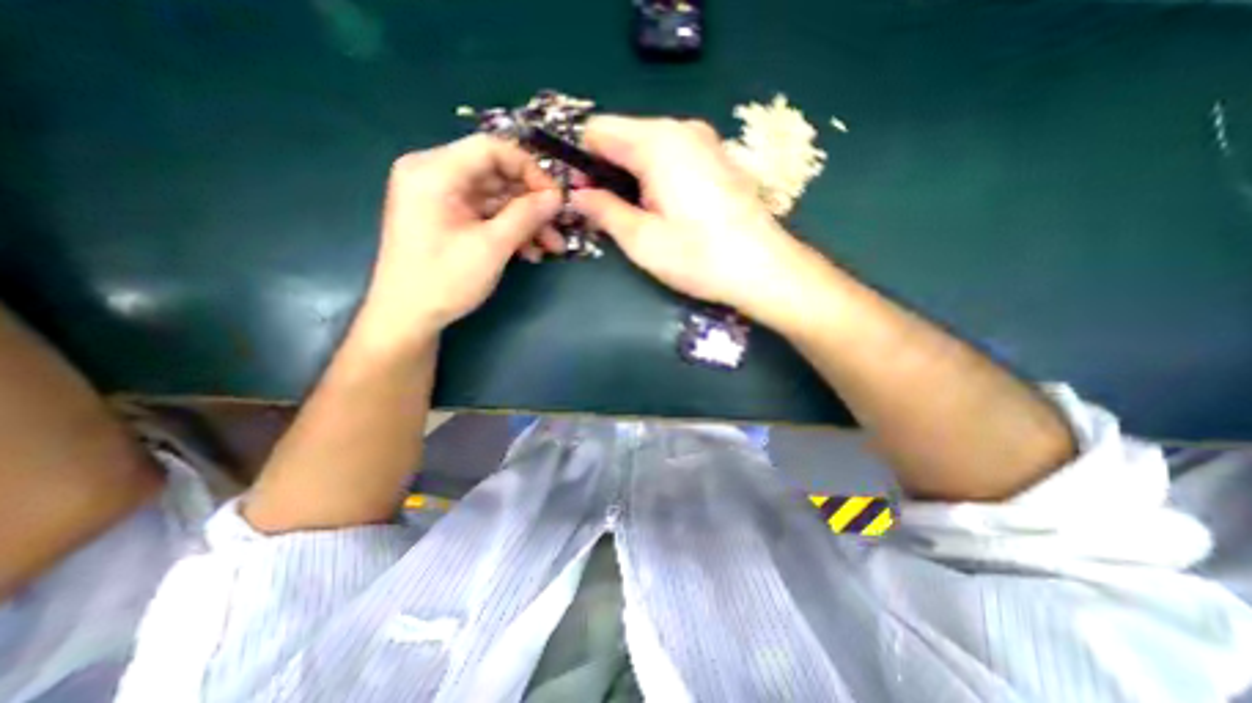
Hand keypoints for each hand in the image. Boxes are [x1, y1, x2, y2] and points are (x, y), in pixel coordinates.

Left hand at [355, 134, 564, 351]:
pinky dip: (510, 230)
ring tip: (551, 247)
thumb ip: (526, 216)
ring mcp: (441, 198)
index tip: (556, 198)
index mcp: (434, 171)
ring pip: (496, 198)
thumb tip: (557, 197)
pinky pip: (486, 214)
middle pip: (496, 174)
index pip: (492, 149)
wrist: (408, 317)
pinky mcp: (448, 218)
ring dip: (526, 221)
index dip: (530, 170)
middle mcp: (435, 175)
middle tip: (559, 226)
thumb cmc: (444, 280)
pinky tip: (530, 252)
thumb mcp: (491, 247)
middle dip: (532, 203)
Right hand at [570, 117, 822, 325]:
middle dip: (609, 172)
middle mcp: (682, 129)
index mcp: (658, 143)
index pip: (598, 131)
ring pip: (649, 148)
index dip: (583, 163)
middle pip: (625, 137)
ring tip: (643, 219)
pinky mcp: (719, 159)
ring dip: (634, 178)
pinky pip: (674, 157)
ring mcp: (706, 142)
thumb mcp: (641, 240)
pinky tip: (670, 212)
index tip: (586, 198)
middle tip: (613, 216)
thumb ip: (603, 211)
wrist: (764, 269)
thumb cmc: (699, 257)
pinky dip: (659, 178)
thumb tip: (578, 195)